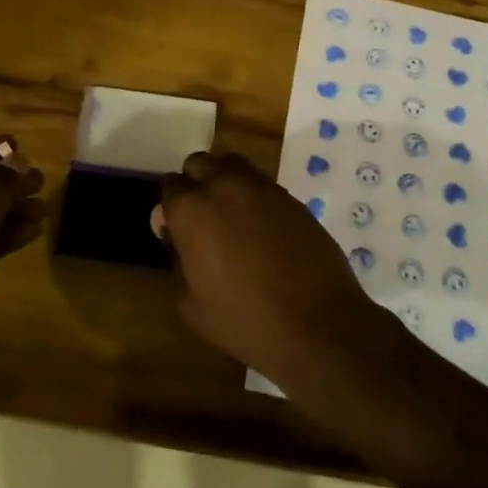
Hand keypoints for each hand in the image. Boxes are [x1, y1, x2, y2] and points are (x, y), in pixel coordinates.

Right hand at [158, 151, 382, 385]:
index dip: (172, 207)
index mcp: (192, 211)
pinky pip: (262, 183)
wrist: (316, 323)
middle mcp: (223, 186)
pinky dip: (254, 195)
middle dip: (196, 183)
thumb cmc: (244, 322)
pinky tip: (261, 227)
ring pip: (232, 164)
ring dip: (225, 181)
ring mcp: (261, 187)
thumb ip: (177, 264)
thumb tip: (177, 240)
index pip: (171, 186)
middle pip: (199, 164)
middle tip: (203, 218)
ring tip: (232, 215)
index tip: (178, 229)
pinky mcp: (290, 196)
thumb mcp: (191, 306)